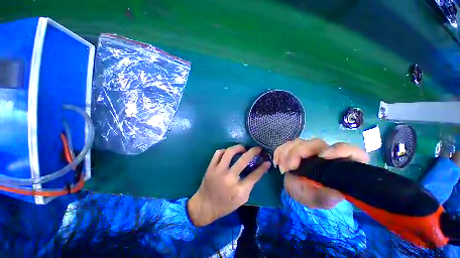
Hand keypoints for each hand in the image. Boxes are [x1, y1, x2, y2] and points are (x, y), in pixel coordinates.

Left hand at [188, 145, 270, 225]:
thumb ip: (250, 184)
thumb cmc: (226, 204)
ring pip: (230, 152)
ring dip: (238, 147)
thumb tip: (259, 170)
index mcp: (239, 189)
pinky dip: (225, 150)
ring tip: (243, 148)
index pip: (255, 175)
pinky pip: (219, 153)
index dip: (263, 167)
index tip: (267, 161)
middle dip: (254, 151)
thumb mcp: (242, 199)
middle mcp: (229, 177)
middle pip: (244, 159)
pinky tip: (228, 153)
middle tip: (258, 148)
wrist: (205, 206)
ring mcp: (218, 170)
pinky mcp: (211, 167)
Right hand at [274, 138, 368, 208]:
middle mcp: (325, 153)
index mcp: (339, 165)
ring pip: (299, 142)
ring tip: (282, 168)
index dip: (340, 150)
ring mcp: (310, 149)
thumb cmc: (310, 194)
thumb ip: (325, 198)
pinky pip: (287, 144)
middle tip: (289, 167)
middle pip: (316, 143)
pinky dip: (280, 151)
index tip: (322, 156)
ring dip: (286, 152)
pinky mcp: (297, 148)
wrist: (296, 188)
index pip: (351, 152)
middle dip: (299, 152)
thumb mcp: (316, 200)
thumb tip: (337, 194)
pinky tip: (277, 161)